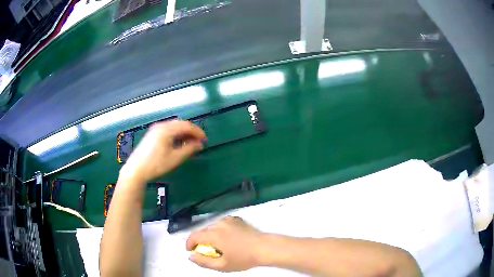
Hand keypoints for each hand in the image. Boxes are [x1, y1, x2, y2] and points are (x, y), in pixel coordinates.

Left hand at [119, 120, 205, 182]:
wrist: (136, 170)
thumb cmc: (156, 165)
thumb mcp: (175, 158)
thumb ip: (189, 149)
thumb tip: (200, 144)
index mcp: (167, 130)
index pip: (186, 126)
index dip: (198, 132)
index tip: (205, 140)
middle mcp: (161, 126)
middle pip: (180, 124)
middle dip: (191, 132)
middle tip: (199, 142)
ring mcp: (155, 129)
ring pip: (174, 127)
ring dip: (184, 133)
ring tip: (190, 143)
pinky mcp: (152, 135)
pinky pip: (168, 130)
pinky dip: (176, 135)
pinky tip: (178, 143)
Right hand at [186, 216, 265, 271]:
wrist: (264, 248)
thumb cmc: (243, 258)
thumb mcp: (222, 265)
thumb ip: (203, 261)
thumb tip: (191, 256)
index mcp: (213, 234)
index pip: (194, 236)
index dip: (189, 244)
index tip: (190, 251)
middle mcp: (219, 224)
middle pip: (203, 232)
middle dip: (201, 241)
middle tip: (208, 252)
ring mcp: (229, 220)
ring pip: (212, 227)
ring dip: (211, 235)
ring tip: (219, 246)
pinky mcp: (237, 219)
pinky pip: (222, 224)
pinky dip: (220, 230)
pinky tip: (227, 238)